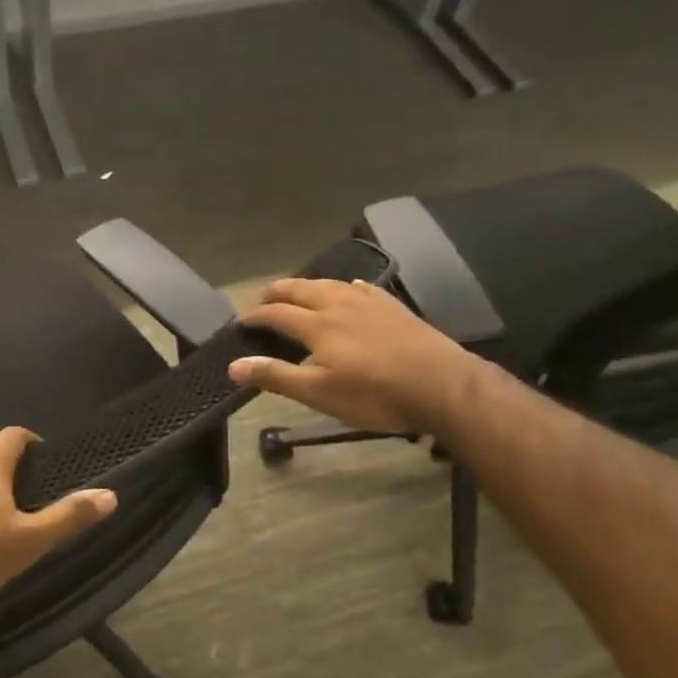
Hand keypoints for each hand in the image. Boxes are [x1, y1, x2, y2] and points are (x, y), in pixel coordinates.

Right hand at [227, 278, 482, 434]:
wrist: (443, 385)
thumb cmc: (375, 394)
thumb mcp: (320, 394)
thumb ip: (276, 376)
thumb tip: (234, 365)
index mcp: (317, 324)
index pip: (276, 314)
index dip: (256, 317)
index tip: (242, 322)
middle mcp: (338, 304)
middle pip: (300, 289)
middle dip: (278, 292)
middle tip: (263, 299)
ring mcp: (369, 301)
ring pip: (330, 284)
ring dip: (308, 286)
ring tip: (299, 292)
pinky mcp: (393, 306)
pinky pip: (362, 287)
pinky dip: (345, 286)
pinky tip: (350, 289)